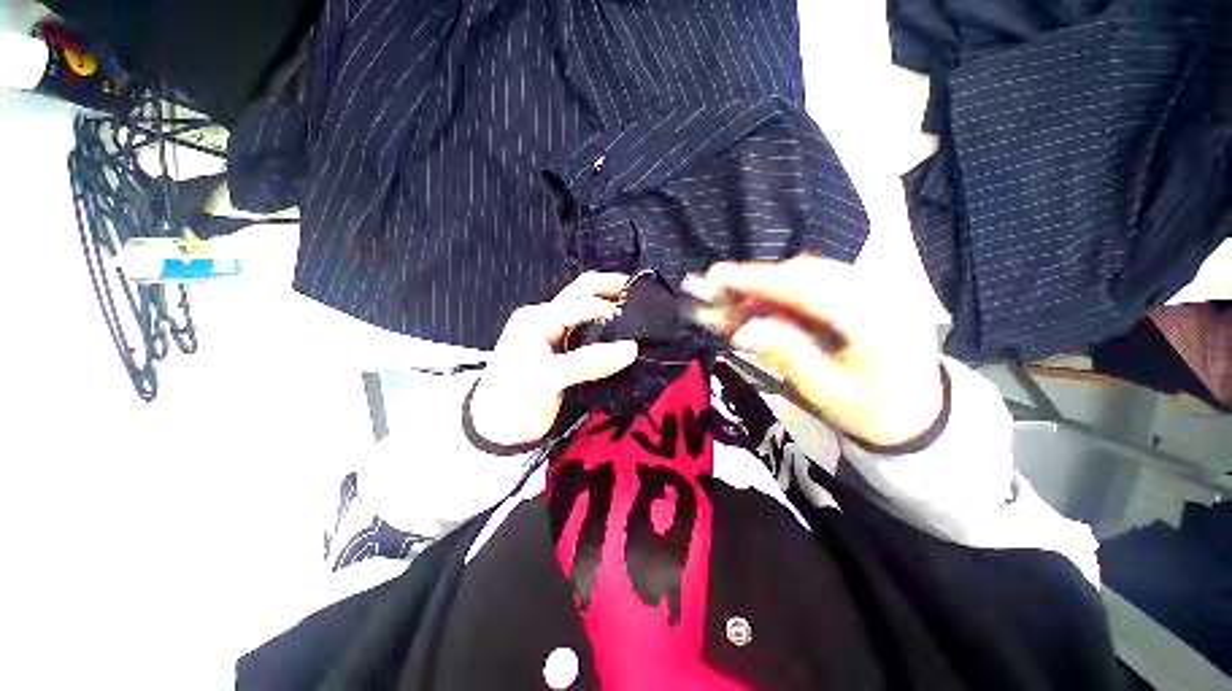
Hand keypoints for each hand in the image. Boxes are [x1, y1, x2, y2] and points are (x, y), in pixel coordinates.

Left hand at [469, 273, 638, 446]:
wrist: (499, 433)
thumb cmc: (512, 401)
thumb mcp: (549, 378)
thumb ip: (590, 362)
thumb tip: (631, 349)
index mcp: (537, 318)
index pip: (581, 301)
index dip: (609, 309)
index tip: (632, 327)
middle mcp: (546, 320)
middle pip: (583, 294)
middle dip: (612, 290)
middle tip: (641, 295)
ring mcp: (554, 337)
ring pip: (588, 313)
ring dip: (611, 310)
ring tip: (638, 316)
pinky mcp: (562, 354)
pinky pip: (589, 335)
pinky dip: (607, 333)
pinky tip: (623, 338)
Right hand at [697, 256, 942, 447]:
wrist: (921, 415)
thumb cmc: (873, 412)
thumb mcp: (826, 392)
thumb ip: (787, 355)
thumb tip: (742, 330)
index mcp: (876, 323)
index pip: (808, 289)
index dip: (759, 280)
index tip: (719, 275)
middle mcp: (882, 293)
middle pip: (808, 273)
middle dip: (759, 282)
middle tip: (721, 296)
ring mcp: (880, 288)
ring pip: (813, 273)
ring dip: (771, 286)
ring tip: (742, 306)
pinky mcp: (871, 292)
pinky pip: (821, 281)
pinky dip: (789, 291)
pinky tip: (770, 307)